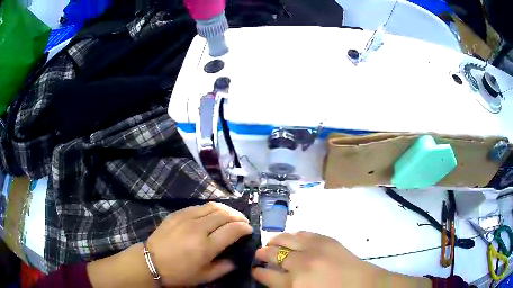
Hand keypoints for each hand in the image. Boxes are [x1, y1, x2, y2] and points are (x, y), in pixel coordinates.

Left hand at [147, 202, 252, 286]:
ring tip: (231, 215)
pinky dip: (210, 208)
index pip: (232, 230)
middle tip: (243, 221)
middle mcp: (198, 228)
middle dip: (238, 216)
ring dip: (226, 209)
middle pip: (224, 215)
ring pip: (212, 206)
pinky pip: (198, 206)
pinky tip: (212, 213)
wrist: (151, 262)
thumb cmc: (179, 273)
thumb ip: (224, 268)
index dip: (244, 227)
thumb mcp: (204, 277)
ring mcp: (186, 218)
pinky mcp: (177, 214)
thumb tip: (235, 260)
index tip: (249, 229)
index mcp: (206, 246)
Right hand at [252, 231, 430, 287]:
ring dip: (276, 240)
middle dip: (262, 253)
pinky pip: (305, 233)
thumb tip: (272, 278)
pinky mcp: (327, 240)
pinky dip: (295, 235)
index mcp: (295, 283)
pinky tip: (293, 237)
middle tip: (259, 254)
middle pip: (273, 254)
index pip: (267, 275)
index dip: (258, 272)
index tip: (254, 269)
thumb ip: (287, 287)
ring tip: (271, 242)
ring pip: (287, 239)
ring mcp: (315, 249)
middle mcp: (301, 264)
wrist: (365, 285)